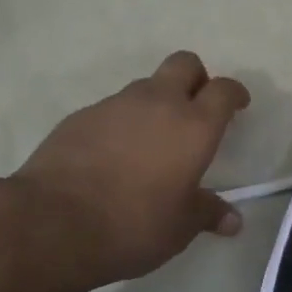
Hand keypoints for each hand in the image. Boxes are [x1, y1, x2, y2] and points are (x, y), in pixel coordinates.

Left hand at [5, 52, 250, 289]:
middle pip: (185, 64)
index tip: (237, 105)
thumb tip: (233, 221)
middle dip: (196, 78)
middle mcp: (158, 103)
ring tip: (150, 141)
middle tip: (195, 108)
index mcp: (194, 125)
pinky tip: (112, 155)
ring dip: (155, 102)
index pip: (223, 89)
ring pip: (145, 86)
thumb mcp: (180, 227)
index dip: (234, 93)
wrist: (53, 222)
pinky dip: (121, 123)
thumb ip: (208, 214)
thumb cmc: (133, 224)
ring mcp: (115, 104)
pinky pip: (112, 109)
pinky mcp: (81, 116)